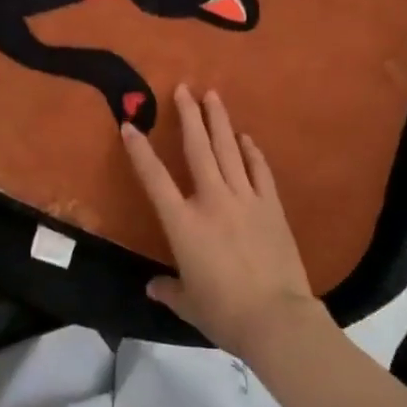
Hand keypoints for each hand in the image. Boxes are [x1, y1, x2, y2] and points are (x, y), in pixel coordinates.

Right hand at [122, 86, 324, 358]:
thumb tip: (153, 286)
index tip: (130, 125)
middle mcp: (212, 200)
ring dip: (219, 121)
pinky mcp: (271, 205)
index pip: (155, 179)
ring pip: (229, 150)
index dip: (140, 151)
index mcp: (184, 224)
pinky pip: (259, 170)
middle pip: (198, 148)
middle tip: (184, 88)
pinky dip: (252, 152)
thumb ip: (169, 290)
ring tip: (212, 95)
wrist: (277, 318)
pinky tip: (246, 137)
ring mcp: (245, 198)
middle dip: (189, 115)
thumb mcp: (188, 305)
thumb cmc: (224, 313)